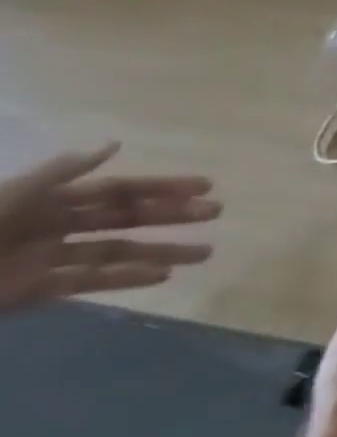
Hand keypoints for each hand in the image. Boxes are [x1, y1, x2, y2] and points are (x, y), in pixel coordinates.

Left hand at [0, 144, 219, 312]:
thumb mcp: (5, 197)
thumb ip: (57, 173)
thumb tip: (113, 145)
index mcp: (43, 200)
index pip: (116, 189)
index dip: (161, 186)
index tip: (205, 185)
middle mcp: (50, 226)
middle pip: (123, 218)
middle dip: (171, 215)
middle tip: (216, 213)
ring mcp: (42, 259)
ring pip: (115, 252)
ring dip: (161, 251)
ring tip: (205, 253)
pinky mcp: (33, 291)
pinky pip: (88, 283)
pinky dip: (126, 279)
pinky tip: (162, 277)